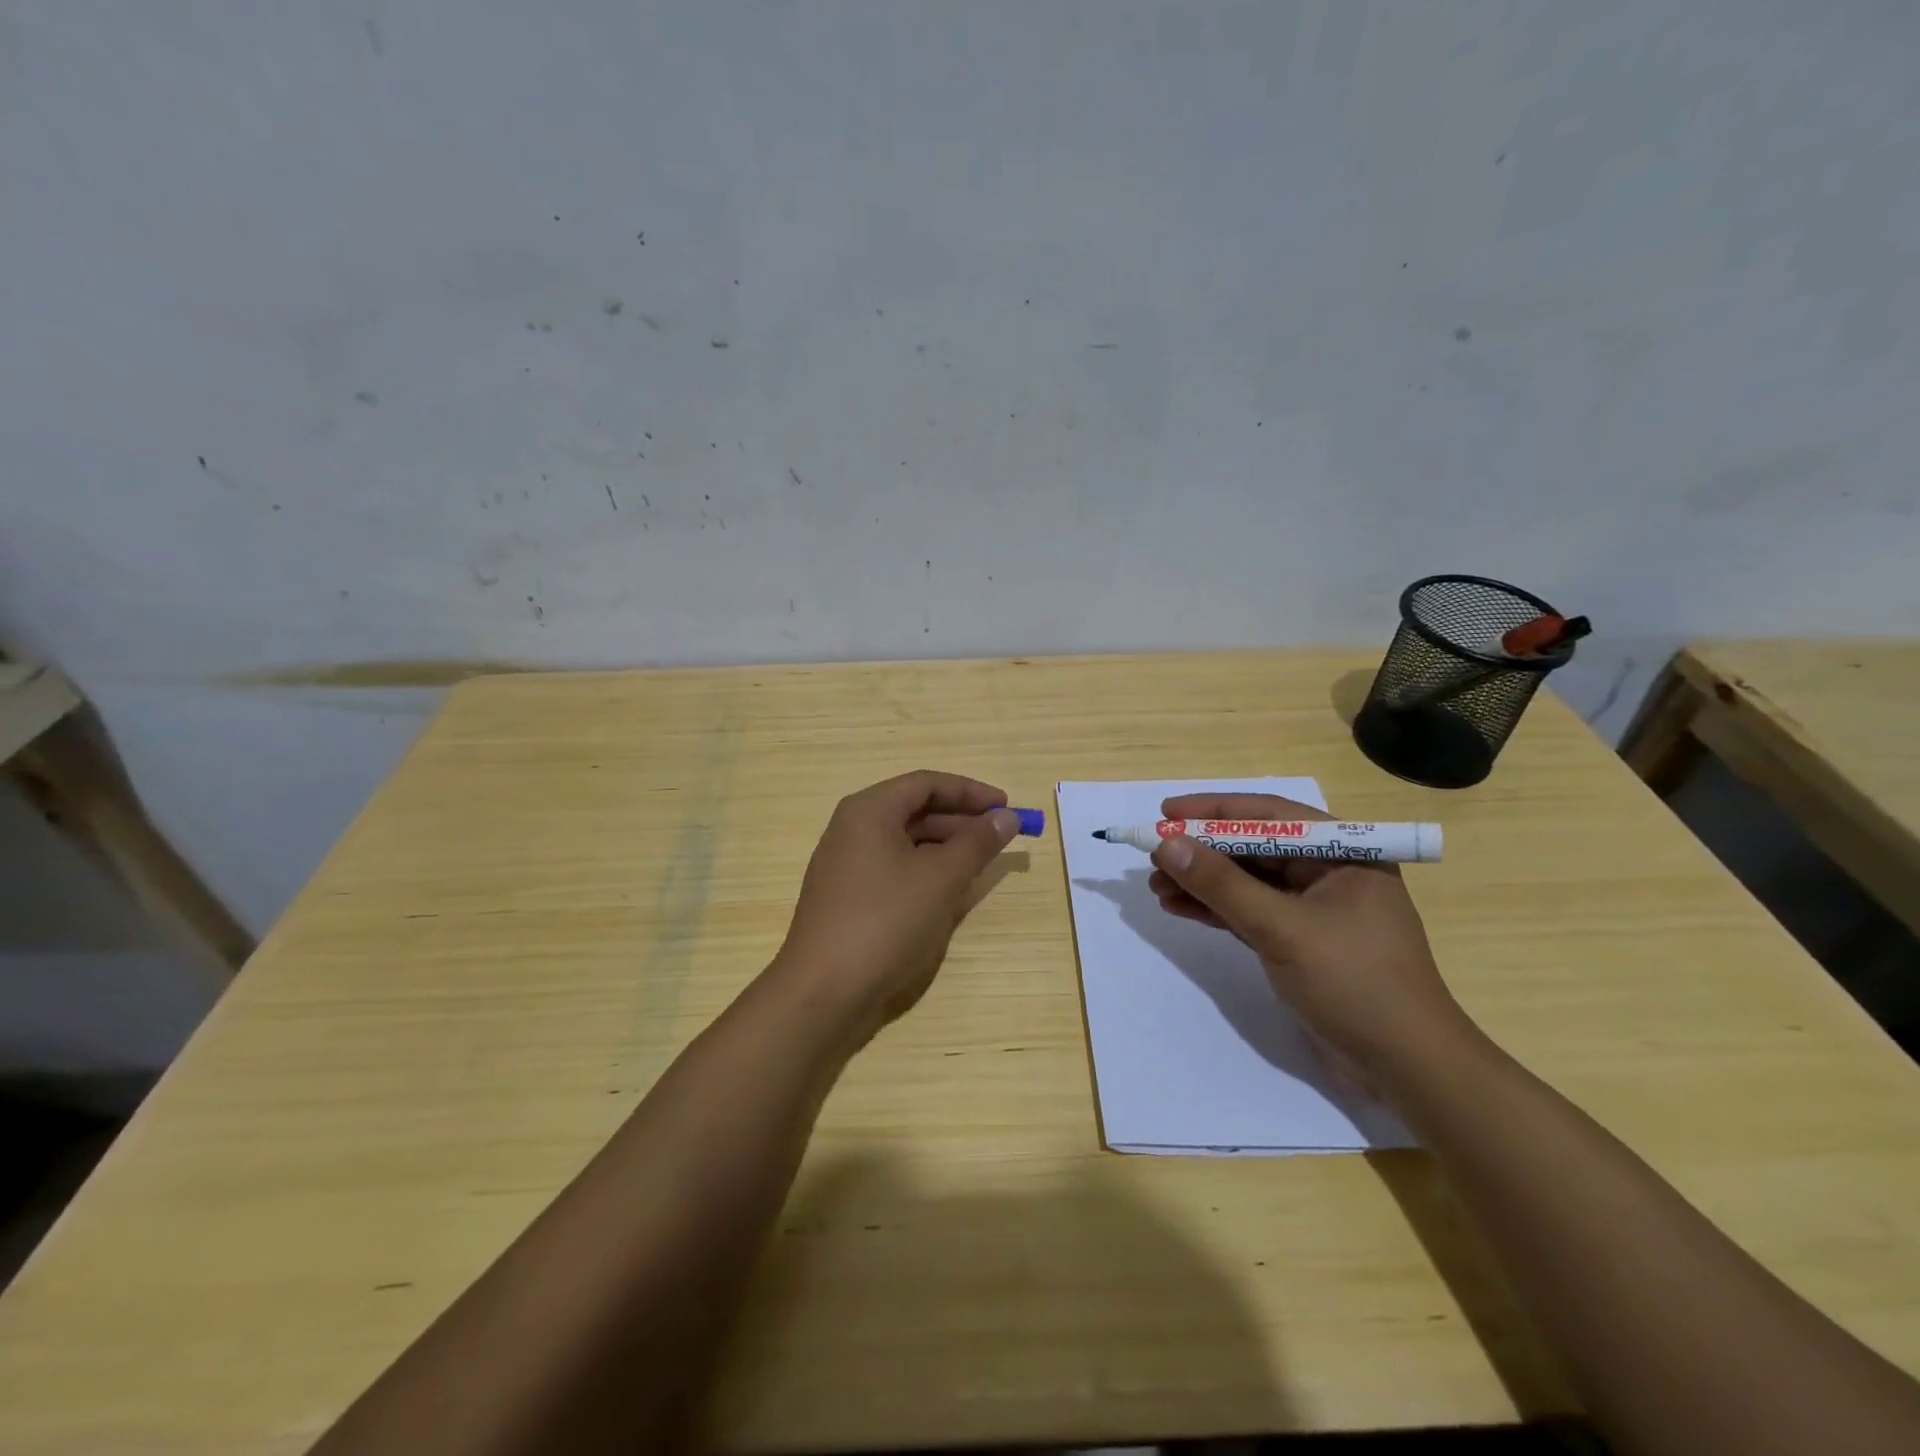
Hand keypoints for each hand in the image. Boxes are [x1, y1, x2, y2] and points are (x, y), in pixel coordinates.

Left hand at [774, 770, 1019, 1042]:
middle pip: (914, 809)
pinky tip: (947, 891)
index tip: (1006, 806)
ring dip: (945, 847)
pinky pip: (893, 869)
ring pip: (904, 842)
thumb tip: (1006, 817)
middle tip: (1000, 836)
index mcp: (868, 811)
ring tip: (981, 863)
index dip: (970, 791)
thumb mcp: (941, 878)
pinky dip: (924, 871)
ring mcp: (846, 865)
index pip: (926, 783)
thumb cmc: (885, 921)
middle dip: (960, 820)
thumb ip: (977, 842)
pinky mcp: (847, 897)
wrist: (823, 992)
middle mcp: (852, 829)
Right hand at [1147, 793, 1478, 1080]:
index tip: (1166, 813)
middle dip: (1201, 852)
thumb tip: (1167, 845)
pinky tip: (1179, 908)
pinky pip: (1250, 913)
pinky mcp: (1301, 942)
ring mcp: (1314, 909)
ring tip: (1156, 886)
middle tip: (1153, 856)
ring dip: (1202, 883)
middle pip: (1253, 848)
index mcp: (1342, 852)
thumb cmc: (1353, 983)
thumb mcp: (1282, 928)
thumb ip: (1222, 885)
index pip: (1268, 815)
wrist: (1406, 1068)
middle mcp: (1328, 872)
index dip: (1212, 811)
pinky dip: (1216, 910)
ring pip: (1247, 882)